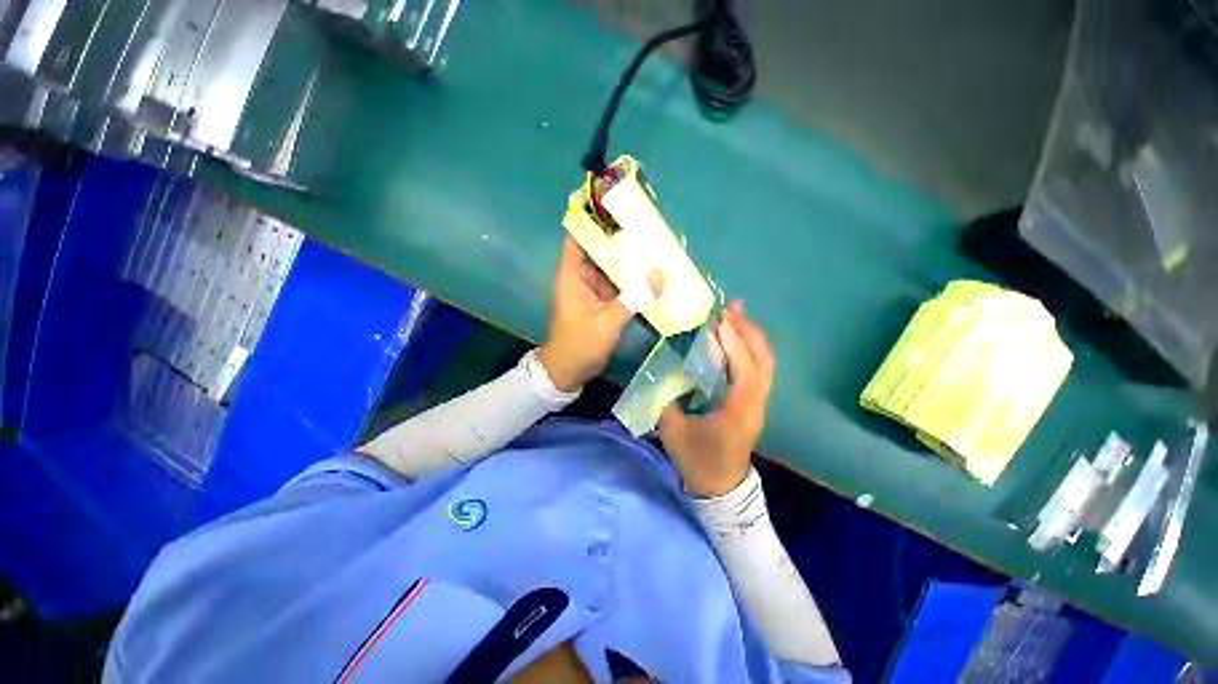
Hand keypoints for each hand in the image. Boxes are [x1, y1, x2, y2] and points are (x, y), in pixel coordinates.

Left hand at [539, 237, 661, 391]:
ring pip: (609, 268)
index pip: (577, 239)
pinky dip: (629, 281)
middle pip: (598, 250)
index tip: (615, 209)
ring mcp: (591, 292)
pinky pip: (616, 286)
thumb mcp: (606, 323)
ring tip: (652, 247)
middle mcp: (581, 278)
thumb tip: (660, 276)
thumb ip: (632, 300)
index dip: (592, 222)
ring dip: (627, 261)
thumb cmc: (579, 345)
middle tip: (645, 227)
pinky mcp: (601, 304)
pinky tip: (649, 276)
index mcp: (572, 276)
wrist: (568, 372)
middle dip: (619, 240)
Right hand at [659, 301, 774, 497]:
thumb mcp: (674, 431)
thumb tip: (659, 371)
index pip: (744, 369)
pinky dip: (749, 351)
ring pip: (765, 365)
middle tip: (732, 309)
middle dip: (750, 332)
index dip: (734, 342)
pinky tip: (735, 341)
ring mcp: (759, 404)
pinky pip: (759, 371)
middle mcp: (755, 403)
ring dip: (751, 338)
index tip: (719, 320)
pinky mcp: (754, 405)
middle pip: (764, 361)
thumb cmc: (698, 461)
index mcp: (738, 411)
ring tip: (736, 317)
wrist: (720, 489)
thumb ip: (665, 399)